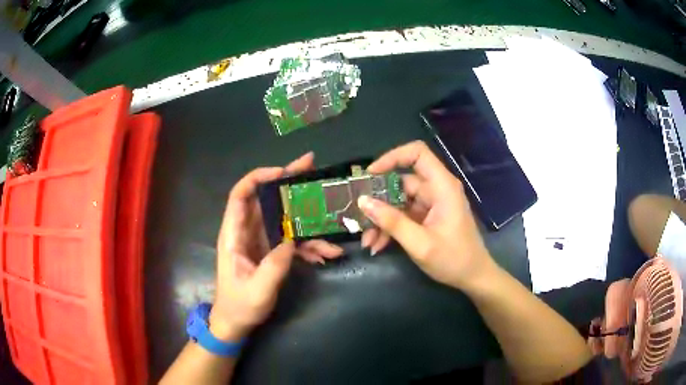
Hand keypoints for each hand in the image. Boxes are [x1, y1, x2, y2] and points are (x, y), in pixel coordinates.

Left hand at [210, 153, 343, 340]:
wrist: (236, 323)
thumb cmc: (239, 306)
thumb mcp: (257, 290)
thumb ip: (274, 266)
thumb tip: (292, 241)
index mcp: (234, 235)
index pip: (240, 195)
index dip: (258, 178)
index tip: (283, 172)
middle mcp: (246, 232)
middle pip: (266, 199)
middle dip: (289, 184)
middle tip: (313, 169)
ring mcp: (260, 241)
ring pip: (283, 218)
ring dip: (306, 218)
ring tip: (331, 219)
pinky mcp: (271, 252)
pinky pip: (291, 240)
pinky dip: (309, 245)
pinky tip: (327, 254)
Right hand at [358, 141, 495, 289]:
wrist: (473, 277)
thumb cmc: (453, 259)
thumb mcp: (420, 243)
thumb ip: (392, 222)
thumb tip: (363, 201)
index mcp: (442, 187)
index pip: (417, 153)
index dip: (392, 157)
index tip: (370, 175)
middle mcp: (437, 189)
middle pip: (402, 181)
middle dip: (379, 200)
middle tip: (360, 218)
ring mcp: (432, 203)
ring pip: (399, 201)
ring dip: (382, 219)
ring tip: (368, 241)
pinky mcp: (428, 216)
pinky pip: (404, 214)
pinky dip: (390, 227)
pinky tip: (378, 245)